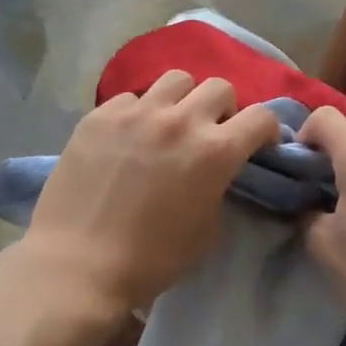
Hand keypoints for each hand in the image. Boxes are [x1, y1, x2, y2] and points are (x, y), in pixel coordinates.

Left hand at [22, 71, 281, 314]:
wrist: (79, 266)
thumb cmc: (152, 260)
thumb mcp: (207, 230)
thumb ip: (219, 187)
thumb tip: (216, 171)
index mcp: (215, 151)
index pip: (261, 116)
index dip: (266, 130)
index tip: (257, 145)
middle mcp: (180, 120)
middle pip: (219, 87)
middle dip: (224, 109)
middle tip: (210, 133)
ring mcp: (137, 113)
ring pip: (175, 80)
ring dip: (183, 100)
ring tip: (169, 124)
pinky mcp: (100, 116)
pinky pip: (131, 98)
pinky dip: (139, 112)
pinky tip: (127, 138)